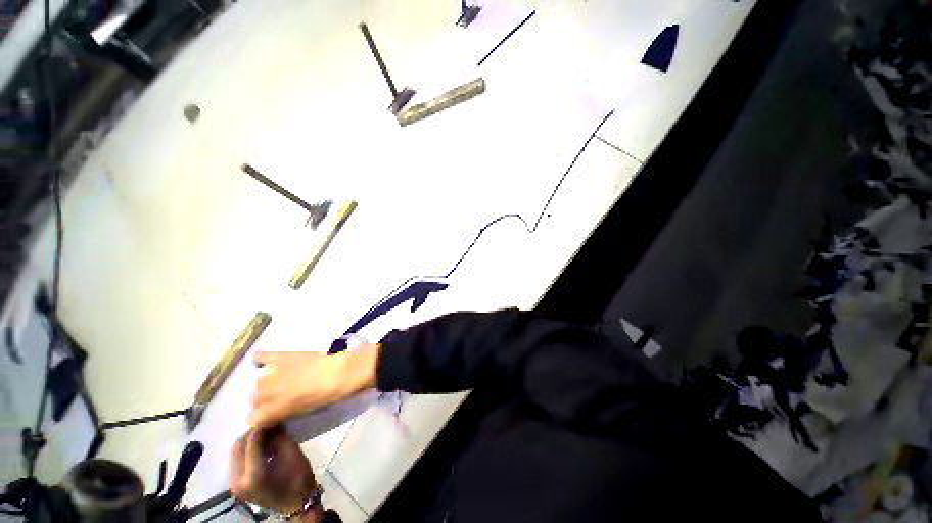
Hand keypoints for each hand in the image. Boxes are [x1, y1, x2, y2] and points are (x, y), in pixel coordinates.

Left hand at [229, 425, 320, 518]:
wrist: (297, 504)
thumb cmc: (298, 479)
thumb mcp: (292, 453)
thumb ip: (279, 436)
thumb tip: (274, 418)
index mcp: (252, 475)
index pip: (250, 442)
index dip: (261, 426)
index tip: (272, 413)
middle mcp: (237, 481)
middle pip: (237, 448)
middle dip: (252, 433)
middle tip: (268, 423)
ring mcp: (235, 485)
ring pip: (236, 454)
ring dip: (249, 441)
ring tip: (266, 433)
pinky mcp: (237, 486)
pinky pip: (238, 461)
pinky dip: (248, 450)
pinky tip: (263, 446)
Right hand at [249, 345, 379, 427]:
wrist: (339, 371)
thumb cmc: (324, 396)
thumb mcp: (300, 412)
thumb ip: (280, 413)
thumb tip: (272, 414)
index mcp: (270, 410)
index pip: (253, 418)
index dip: (264, 417)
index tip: (273, 414)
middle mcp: (263, 392)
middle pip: (254, 399)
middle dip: (265, 400)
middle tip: (282, 396)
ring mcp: (270, 372)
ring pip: (257, 381)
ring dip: (266, 382)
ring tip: (282, 380)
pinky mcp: (280, 355)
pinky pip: (261, 356)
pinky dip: (262, 359)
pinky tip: (267, 361)